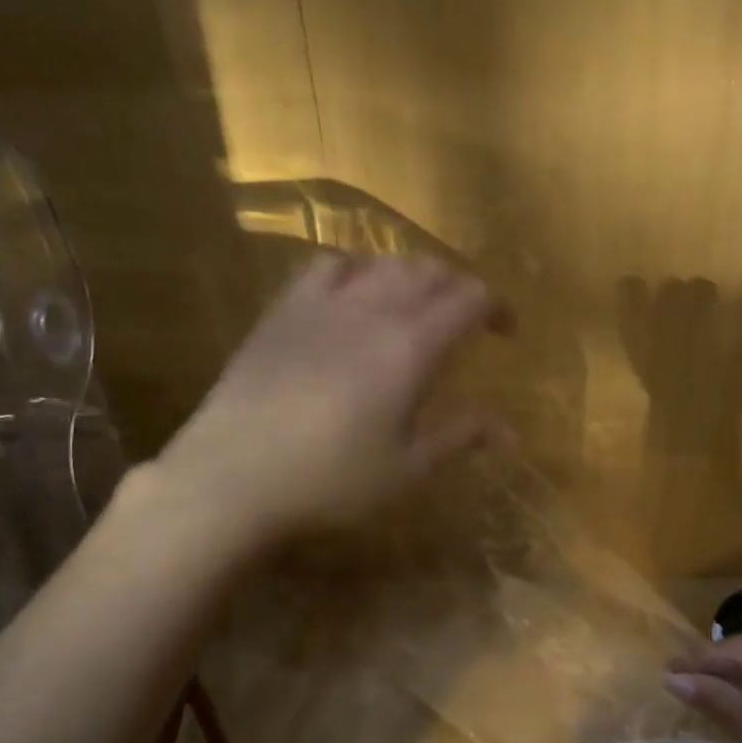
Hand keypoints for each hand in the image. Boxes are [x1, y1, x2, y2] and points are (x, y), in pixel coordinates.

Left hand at [155, 253, 508, 541]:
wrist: (234, 476)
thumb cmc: (330, 481)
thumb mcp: (406, 469)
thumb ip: (459, 437)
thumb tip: (508, 431)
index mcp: (412, 346)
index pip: (469, 299)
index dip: (496, 307)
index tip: (505, 331)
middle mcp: (373, 309)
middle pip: (429, 271)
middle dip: (457, 287)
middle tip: (464, 319)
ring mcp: (323, 303)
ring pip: (382, 261)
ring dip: (410, 274)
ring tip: (412, 304)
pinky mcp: (284, 309)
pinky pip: (327, 266)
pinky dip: (355, 269)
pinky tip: (351, 295)